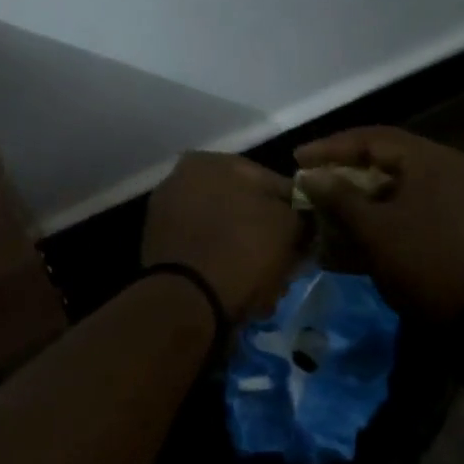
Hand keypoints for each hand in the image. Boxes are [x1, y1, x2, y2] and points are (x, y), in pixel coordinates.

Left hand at [142, 152, 302, 320]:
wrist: (188, 301)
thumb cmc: (243, 252)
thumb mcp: (288, 227)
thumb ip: (299, 214)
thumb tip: (301, 219)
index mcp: (211, 161)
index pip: (272, 182)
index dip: (295, 213)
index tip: (305, 239)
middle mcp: (182, 179)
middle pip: (243, 208)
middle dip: (264, 234)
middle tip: (284, 263)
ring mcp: (166, 215)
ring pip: (223, 232)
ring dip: (244, 252)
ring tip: (263, 283)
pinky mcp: (157, 250)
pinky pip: (203, 252)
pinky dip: (220, 266)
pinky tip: (237, 289)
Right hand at [295, 127, 463, 322]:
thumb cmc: (419, 263)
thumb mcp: (372, 229)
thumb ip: (339, 196)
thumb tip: (310, 174)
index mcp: (431, 159)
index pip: (372, 138)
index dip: (331, 148)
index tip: (298, 158)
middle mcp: (448, 167)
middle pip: (388, 157)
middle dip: (346, 168)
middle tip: (313, 176)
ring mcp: (456, 194)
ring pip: (399, 183)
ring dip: (363, 191)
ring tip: (331, 201)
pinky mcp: (457, 220)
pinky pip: (412, 204)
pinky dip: (383, 210)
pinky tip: (360, 224)